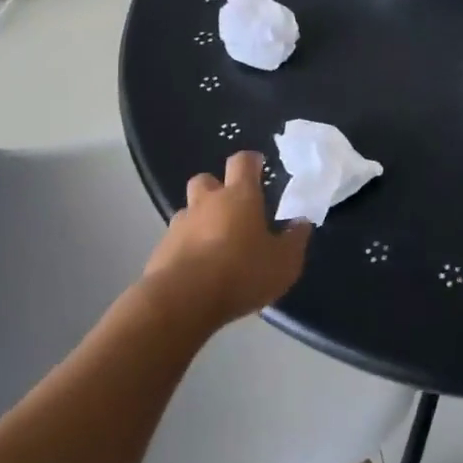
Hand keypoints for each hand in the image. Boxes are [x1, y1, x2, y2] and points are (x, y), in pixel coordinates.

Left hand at [142, 152, 309, 328]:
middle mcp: (207, 203)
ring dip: (201, 220)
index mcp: (239, 196)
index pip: (242, 162)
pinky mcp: (160, 251)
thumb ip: (295, 240)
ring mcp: (179, 225)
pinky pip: (176, 240)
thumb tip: (301, 223)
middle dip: (217, 188)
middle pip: (207, 180)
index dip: (251, 162)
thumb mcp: (284, 262)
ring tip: (216, 245)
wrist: (182, 301)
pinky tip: (198, 270)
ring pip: (189, 211)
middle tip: (233, 208)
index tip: (258, 166)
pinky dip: (187, 248)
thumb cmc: (241, 272)